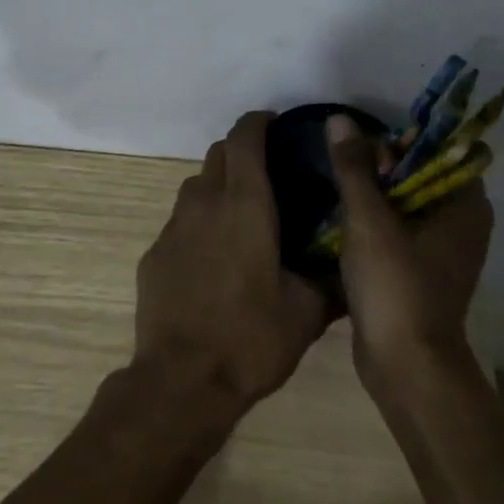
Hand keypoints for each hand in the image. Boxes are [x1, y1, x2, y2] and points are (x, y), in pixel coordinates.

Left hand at [135, 112, 330, 413]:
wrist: (181, 380)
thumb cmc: (251, 338)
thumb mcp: (307, 312)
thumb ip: (330, 280)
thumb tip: (349, 267)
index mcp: (244, 204)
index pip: (245, 137)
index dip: (259, 122)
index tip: (277, 125)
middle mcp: (204, 202)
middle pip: (218, 153)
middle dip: (241, 151)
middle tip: (268, 173)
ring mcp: (173, 226)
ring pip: (196, 185)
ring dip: (219, 186)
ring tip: (243, 215)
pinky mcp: (154, 252)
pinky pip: (181, 221)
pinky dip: (200, 223)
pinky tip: (214, 257)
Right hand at [325, 114, 493, 392]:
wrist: (405, 366)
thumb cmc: (395, 284)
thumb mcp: (368, 219)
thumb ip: (354, 167)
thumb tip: (340, 119)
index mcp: (465, 205)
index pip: (444, 150)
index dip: (409, 141)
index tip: (374, 148)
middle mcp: (463, 223)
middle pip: (424, 173)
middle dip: (387, 166)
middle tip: (352, 171)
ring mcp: (445, 250)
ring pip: (410, 202)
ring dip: (378, 192)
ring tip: (343, 189)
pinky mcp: (424, 271)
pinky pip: (402, 228)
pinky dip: (379, 220)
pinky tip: (347, 220)